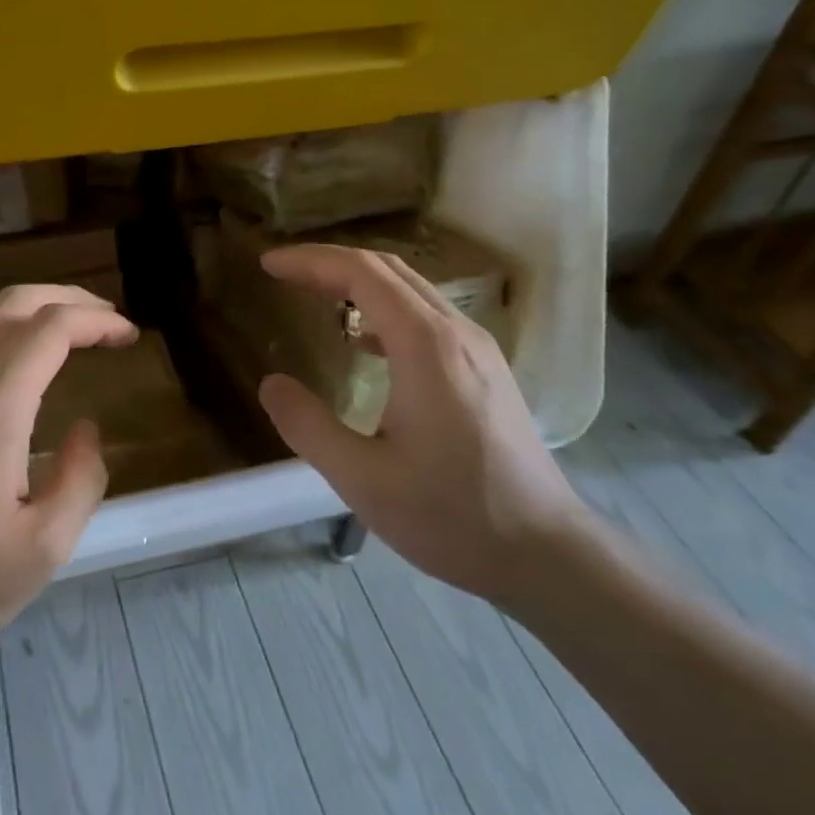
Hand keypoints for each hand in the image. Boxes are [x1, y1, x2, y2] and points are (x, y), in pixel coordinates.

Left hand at [0, 284, 136, 669]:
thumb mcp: (42, 549)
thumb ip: (81, 480)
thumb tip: (87, 430)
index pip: (52, 327)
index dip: (97, 321)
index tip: (129, 336)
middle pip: (16, 303)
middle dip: (69, 299)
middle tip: (108, 321)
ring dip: (35, 311)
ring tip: (73, 334)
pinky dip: (6, 332)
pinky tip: (22, 366)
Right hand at [255, 245, 586, 604]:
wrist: (546, 553)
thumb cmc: (452, 515)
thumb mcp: (362, 479)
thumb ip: (307, 426)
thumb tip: (271, 384)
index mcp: (425, 346)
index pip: (361, 273)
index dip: (310, 261)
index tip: (268, 264)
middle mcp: (456, 332)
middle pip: (387, 269)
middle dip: (330, 263)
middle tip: (284, 273)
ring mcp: (478, 348)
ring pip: (411, 289)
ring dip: (359, 282)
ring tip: (315, 297)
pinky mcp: (486, 368)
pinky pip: (427, 316)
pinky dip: (385, 309)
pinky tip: (365, 344)